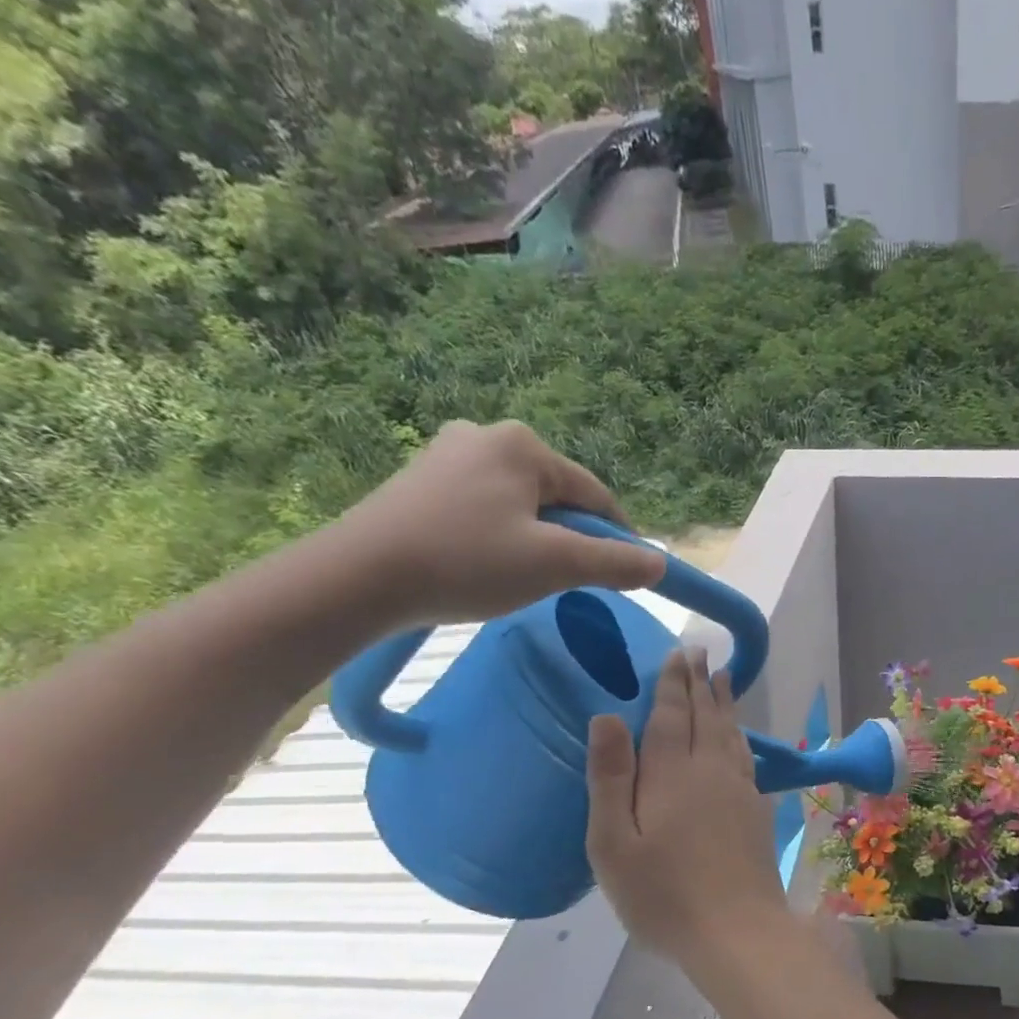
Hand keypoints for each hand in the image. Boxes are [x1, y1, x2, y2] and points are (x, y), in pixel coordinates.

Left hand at [331, 419, 663, 625]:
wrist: (359, 579)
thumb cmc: (467, 563)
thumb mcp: (555, 566)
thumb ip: (615, 563)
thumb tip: (659, 564)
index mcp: (523, 446)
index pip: (595, 495)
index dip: (619, 538)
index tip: (627, 575)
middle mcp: (486, 435)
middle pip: (558, 497)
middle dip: (571, 538)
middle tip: (564, 582)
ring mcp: (448, 455)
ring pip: (522, 505)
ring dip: (536, 540)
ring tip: (521, 578)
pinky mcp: (421, 480)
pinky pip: (486, 508)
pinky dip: (500, 537)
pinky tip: (485, 565)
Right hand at [585, 648, 791, 966]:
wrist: (736, 931)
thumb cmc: (663, 893)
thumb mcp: (614, 842)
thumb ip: (611, 777)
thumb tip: (607, 716)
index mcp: (672, 773)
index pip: (672, 715)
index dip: (674, 683)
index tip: (678, 653)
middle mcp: (711, 771)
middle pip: (706, 716)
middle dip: (701, 682)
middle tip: (700, 653)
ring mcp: (740, 791)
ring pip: (730, 734)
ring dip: (724, 704)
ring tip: (724, 679)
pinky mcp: (756, 812)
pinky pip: (746, 759)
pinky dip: (739, 738)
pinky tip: (739, 739)